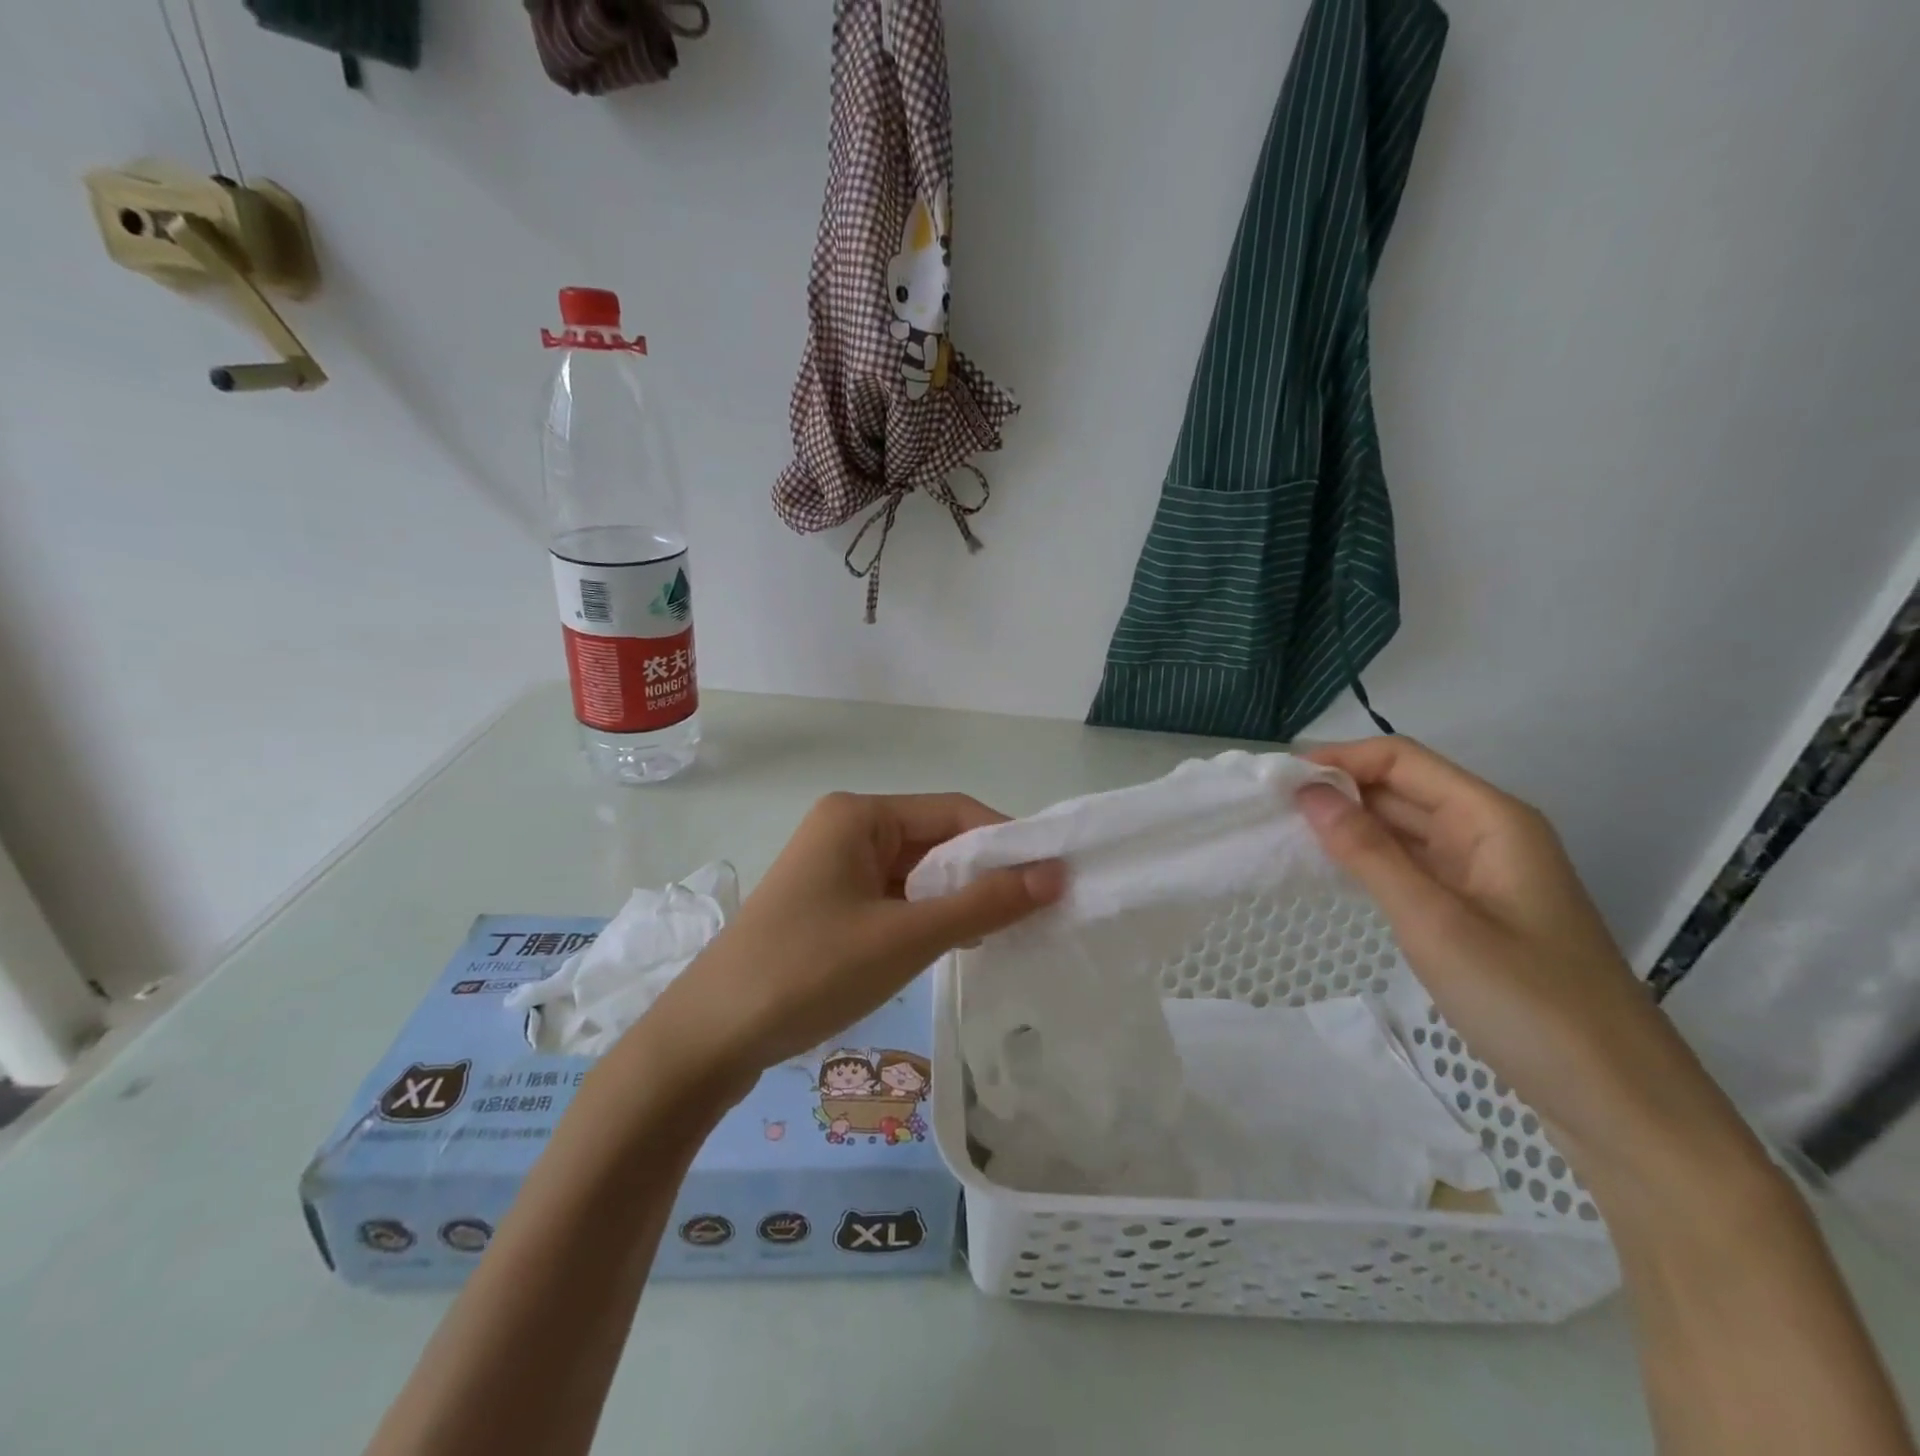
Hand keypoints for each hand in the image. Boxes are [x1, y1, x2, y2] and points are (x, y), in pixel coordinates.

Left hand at [646, 792, 1064, 1087]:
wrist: (711, 1036)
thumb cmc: (810, 971)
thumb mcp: (906, 937)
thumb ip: (983, 904)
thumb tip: (1056, 875)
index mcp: (859, 815)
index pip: (953, 811)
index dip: (1006, 841)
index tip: (1052, 877)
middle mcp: (847, 828)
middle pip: (935, 839)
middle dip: (983, 873)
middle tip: (1037, 911)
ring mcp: (835, 867)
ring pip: (917, 872)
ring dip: (958, 898)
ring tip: (1006, 931)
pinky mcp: (829, 902)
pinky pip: (894, 897)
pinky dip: (928, 915)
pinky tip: (957, 944)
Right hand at [1296, 738, 1755, 1190]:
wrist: (1622, 1105)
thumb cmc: (1529, 1004)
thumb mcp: (1434, 922)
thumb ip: (1368, 852)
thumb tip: (1309, 793)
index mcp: (1492, 819)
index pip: (1401, 760)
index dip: (1338, 760)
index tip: (1277, 782)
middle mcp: (1489, 834)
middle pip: (1402, 788)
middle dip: (1337, 790)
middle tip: (1268, 809)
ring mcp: (1484, 875)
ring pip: (1405, 827)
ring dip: (1349, 824)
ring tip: (1285, 833)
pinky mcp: (1476, 912)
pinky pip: (1413, 865)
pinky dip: (1369, 860)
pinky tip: (1331, 871)